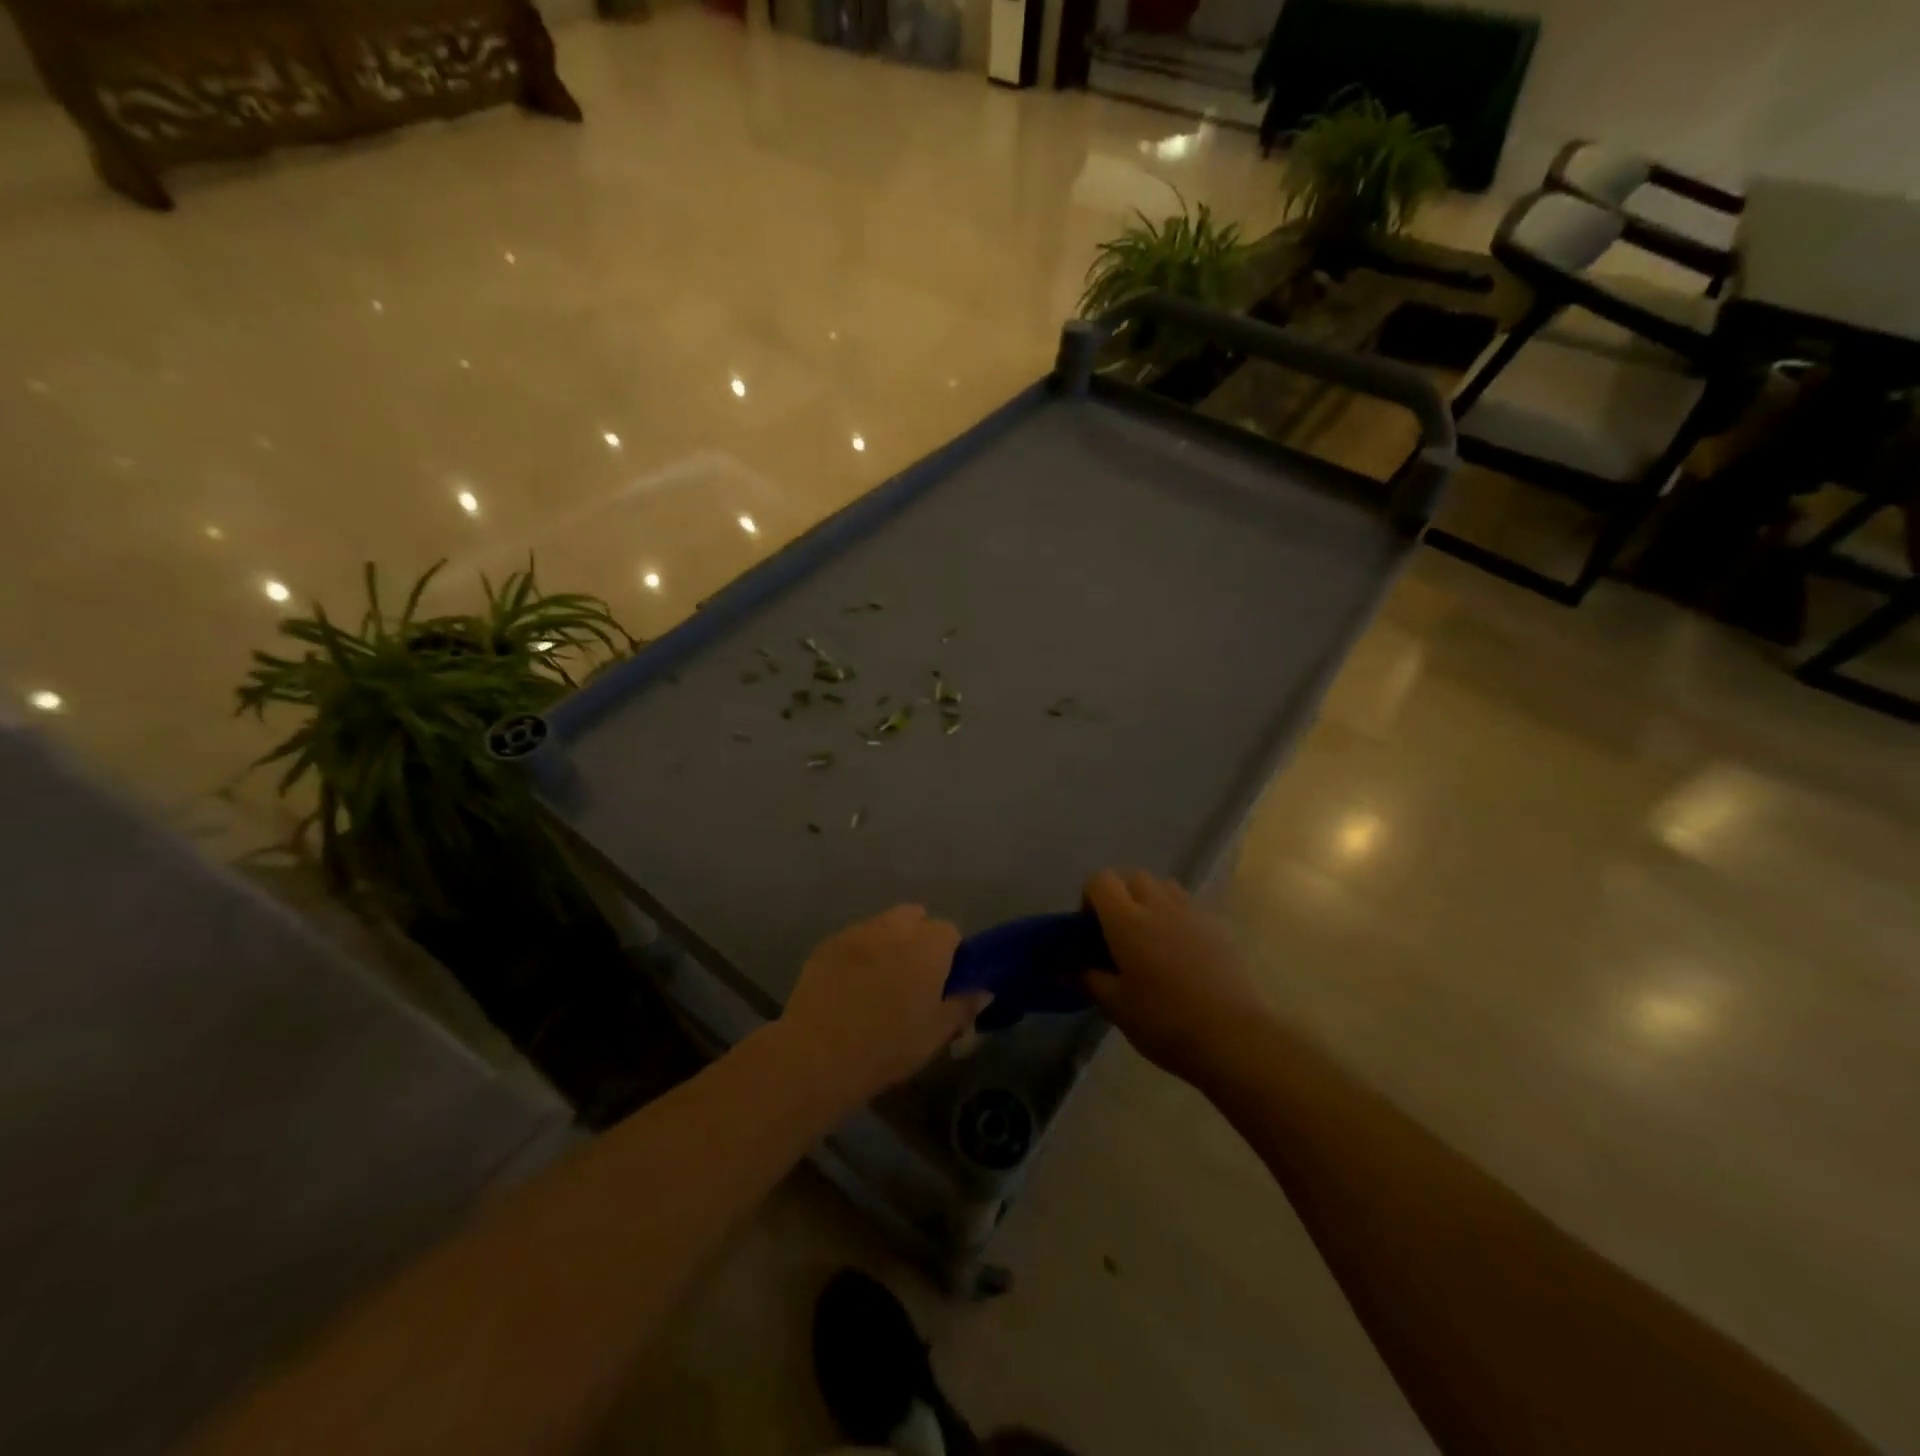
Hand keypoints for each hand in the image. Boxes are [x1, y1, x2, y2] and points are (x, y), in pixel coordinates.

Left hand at [778, 905, 988, 1105]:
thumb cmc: (887, 1046)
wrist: (818, 1054)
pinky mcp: (827, 944)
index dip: (950, 955)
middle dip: (918, 938)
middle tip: (913, 978)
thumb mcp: (935, 1035)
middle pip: (914, 918)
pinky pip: (853, 939)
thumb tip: (983, 990)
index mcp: (927, 945)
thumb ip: (962, 1006)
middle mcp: (894, 928)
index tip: (943, 983)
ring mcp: (856, 932)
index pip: (950, 932)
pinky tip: (850, 985)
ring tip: (880, 980)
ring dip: (888, 942)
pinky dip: (858, 953)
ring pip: (882, 925)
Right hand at [1082, 869, 1268, 1084]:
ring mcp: (1192, 914)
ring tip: (1149, 938)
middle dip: (1121, 896)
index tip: (1091, 930)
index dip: (1090, 898)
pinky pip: (1189, 908)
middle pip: (1133, 877)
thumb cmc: (1164, 1021)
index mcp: (1127, 920)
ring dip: (1150, 901)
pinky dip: (1176, 918)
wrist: (1232, 1036)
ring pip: (1164, 887)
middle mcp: (1158, 906)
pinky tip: (1179, 955)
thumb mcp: (1116, 1006)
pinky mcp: (1217, 929)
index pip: (1101, 880)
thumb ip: (1089, 981)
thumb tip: (1064, 971)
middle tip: (1118, 934)